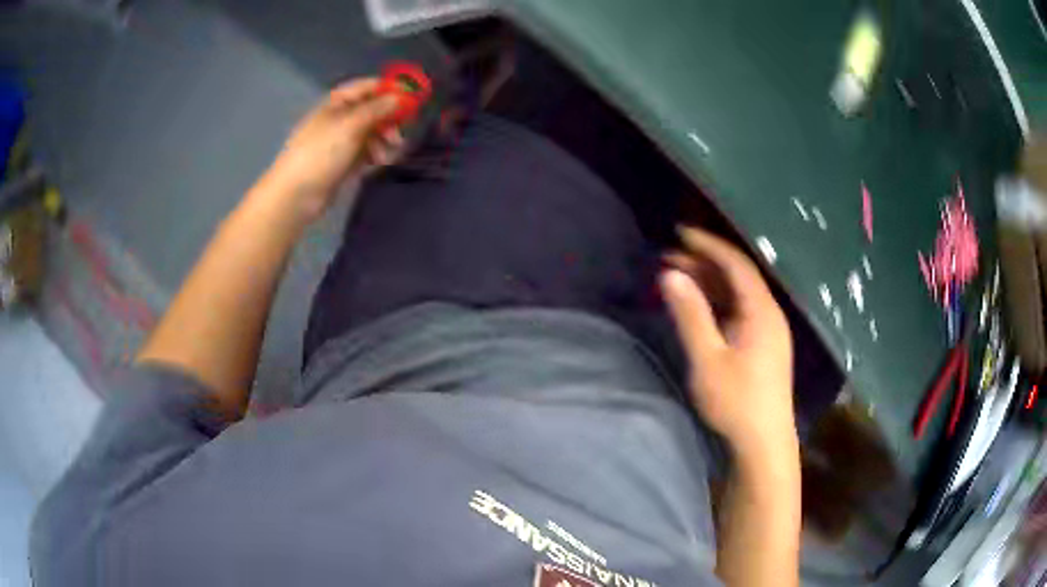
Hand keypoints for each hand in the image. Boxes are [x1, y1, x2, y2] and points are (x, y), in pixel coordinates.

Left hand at [262, 78, 403, 221]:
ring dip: (384, 141)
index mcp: (338, 102)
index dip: (390, 89)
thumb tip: (399, 96)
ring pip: (372, 133)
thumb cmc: (321, 153)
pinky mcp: (344, 161)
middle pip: (373, 110)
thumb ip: (377, 109)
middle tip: (399, 135)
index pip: (369, 87)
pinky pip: (366, 152)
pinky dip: (376, 155)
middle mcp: (341, 117)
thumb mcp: (350, 125)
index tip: (412, 98)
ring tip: (387, 156)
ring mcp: (341, 140)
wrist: (296, 194)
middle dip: (389, 121)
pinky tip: (380, 163)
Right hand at [660, 228, 796, 457]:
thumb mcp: (708, 359)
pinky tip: (697, 307)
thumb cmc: (737, 401)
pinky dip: (716, 304)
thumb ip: (690, 315)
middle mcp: (769, 314)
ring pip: (737, 295)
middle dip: (704, 264)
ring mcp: (767, 331)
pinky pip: (738, 312)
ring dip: (708, 284)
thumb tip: (670, 275)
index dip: (708, 245)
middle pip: (737, 277)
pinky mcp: (761, 346)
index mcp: (762, 311)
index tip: (680, 233)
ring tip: (676, 277)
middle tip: (669, 257)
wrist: (763, 443)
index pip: (736, 264)